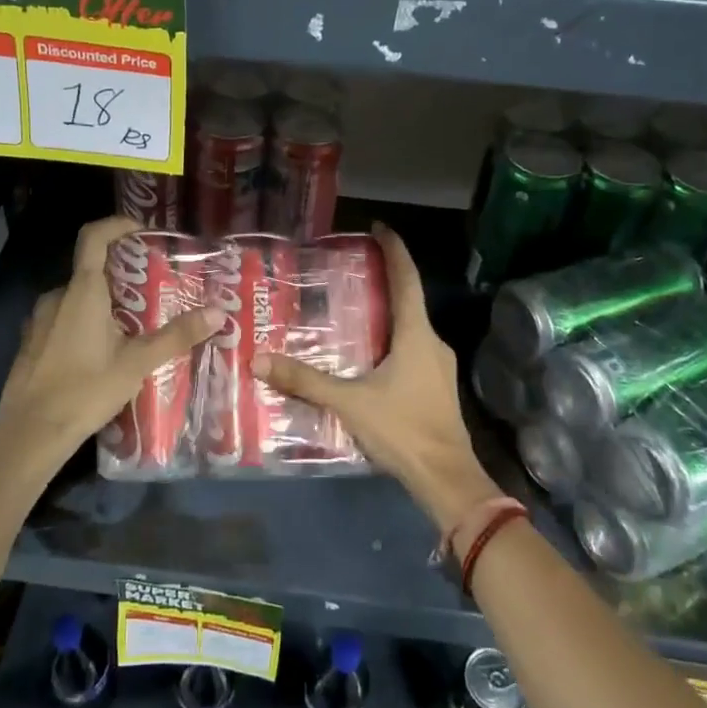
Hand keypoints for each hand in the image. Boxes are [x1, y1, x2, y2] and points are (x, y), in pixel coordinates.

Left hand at [0, 216, 221, 472]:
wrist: (30, 433)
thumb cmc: (85, 390)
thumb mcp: (137, 363)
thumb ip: (176, 335)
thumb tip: (217, 313)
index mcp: (82, 292)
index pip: (94, 237)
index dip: (117, 225)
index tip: (142, 233)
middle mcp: (57, 297)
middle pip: (92, 270)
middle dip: (123, 275)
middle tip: (154, 291)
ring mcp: (39, 320)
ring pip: (78, 298)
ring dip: (105, 303)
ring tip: (135, 326)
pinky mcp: (32, 343)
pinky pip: (64, 319)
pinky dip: (86, 323)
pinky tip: (104, 352)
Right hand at [253, 224, 497, 528]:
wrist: (446, 478)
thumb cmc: (403, 430)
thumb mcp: (349, 403)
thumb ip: (306, 381)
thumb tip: (260, 360)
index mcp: (416, 335)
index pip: (406, 279)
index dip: (395, 251)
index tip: (380, 228)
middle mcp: (432, 343)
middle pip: (408, 301)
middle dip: (383, 281)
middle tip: (350, 271)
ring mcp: (438, 367)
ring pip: (410, 329)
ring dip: (386, 314)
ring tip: (352, 309)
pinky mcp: (435, 387)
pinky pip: (411, 350)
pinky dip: (390, 340)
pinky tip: (367, 356)